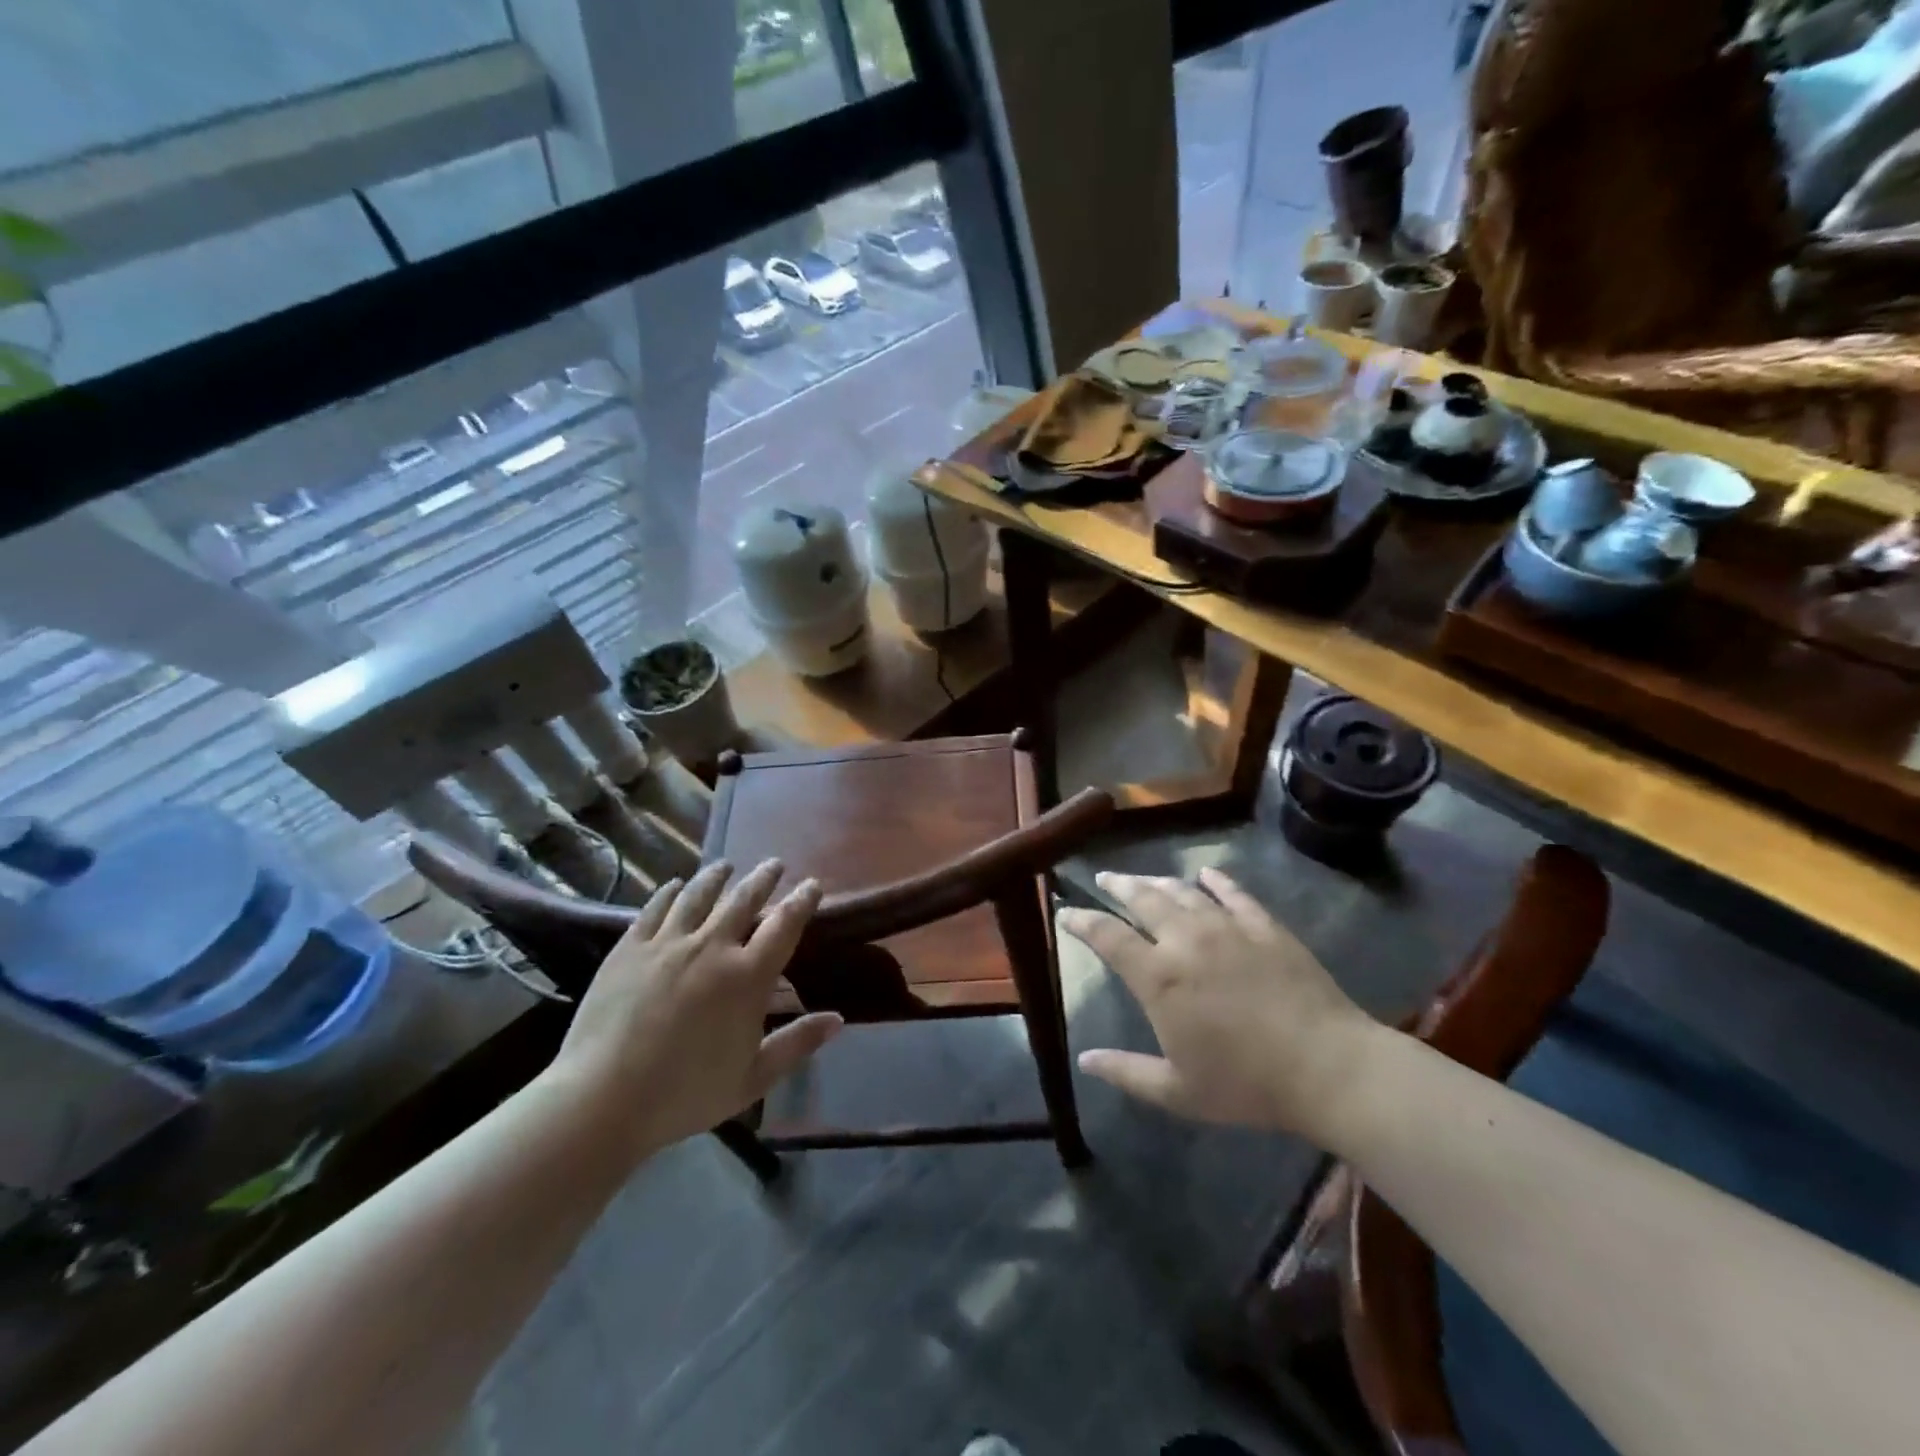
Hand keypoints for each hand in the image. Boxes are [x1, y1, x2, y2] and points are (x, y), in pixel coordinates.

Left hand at [541, 860, 840, 1163]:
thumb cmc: (685, 1094)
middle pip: (744, 899)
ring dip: (717, 876)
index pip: (785, 924)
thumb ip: (798, 1044)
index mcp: (748, 977)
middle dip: (763, 878)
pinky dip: (669, 892)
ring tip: (726, 866)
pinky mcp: (630, 947)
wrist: (602, 1099)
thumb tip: (838, 1019)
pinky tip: (674, 885)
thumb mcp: (753, 1078)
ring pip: (698, 894)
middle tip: (774, 864)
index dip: (803, 900)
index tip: (812, 884)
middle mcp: (712, 947)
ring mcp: (668, 943)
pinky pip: (655, 908)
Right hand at [1060, 868, 1381, 1137]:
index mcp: (1158, 977)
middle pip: (1142, 899)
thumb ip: (1126, 1072)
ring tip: (1144, 879)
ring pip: (1183, 892)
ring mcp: (1227, 927)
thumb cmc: (1246, 1084)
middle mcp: (1185, 940)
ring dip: (1158, 882)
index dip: (1082, 920)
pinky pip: (1234, 893)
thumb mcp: (1177, 1091)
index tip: (1066, 913)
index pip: (1107, 936)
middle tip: (1105, 878)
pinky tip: (1207, 874)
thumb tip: (1085, 1060)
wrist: (1327, 1067)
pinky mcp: (1265, 926)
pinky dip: (1216, 880)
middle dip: (1118, 885)